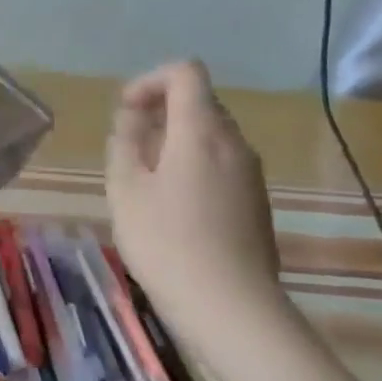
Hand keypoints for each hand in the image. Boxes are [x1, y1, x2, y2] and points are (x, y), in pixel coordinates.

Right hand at [106, 61, 283, 334]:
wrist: (229, 306)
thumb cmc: (165, 242)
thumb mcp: (125, 190)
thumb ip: (124, 144)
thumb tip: (132, 119)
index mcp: (201, 132)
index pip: (185, 73)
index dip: (149, 81)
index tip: (124, 112)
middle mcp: (234, 143)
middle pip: (199, 103)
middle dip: (160, 113)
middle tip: (128, 149)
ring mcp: (251, 174)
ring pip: (211, 136)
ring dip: (175, 143)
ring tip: (145, 182)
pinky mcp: (256, 203)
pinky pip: (222, 165)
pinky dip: (193, 167)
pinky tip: (173, 209)